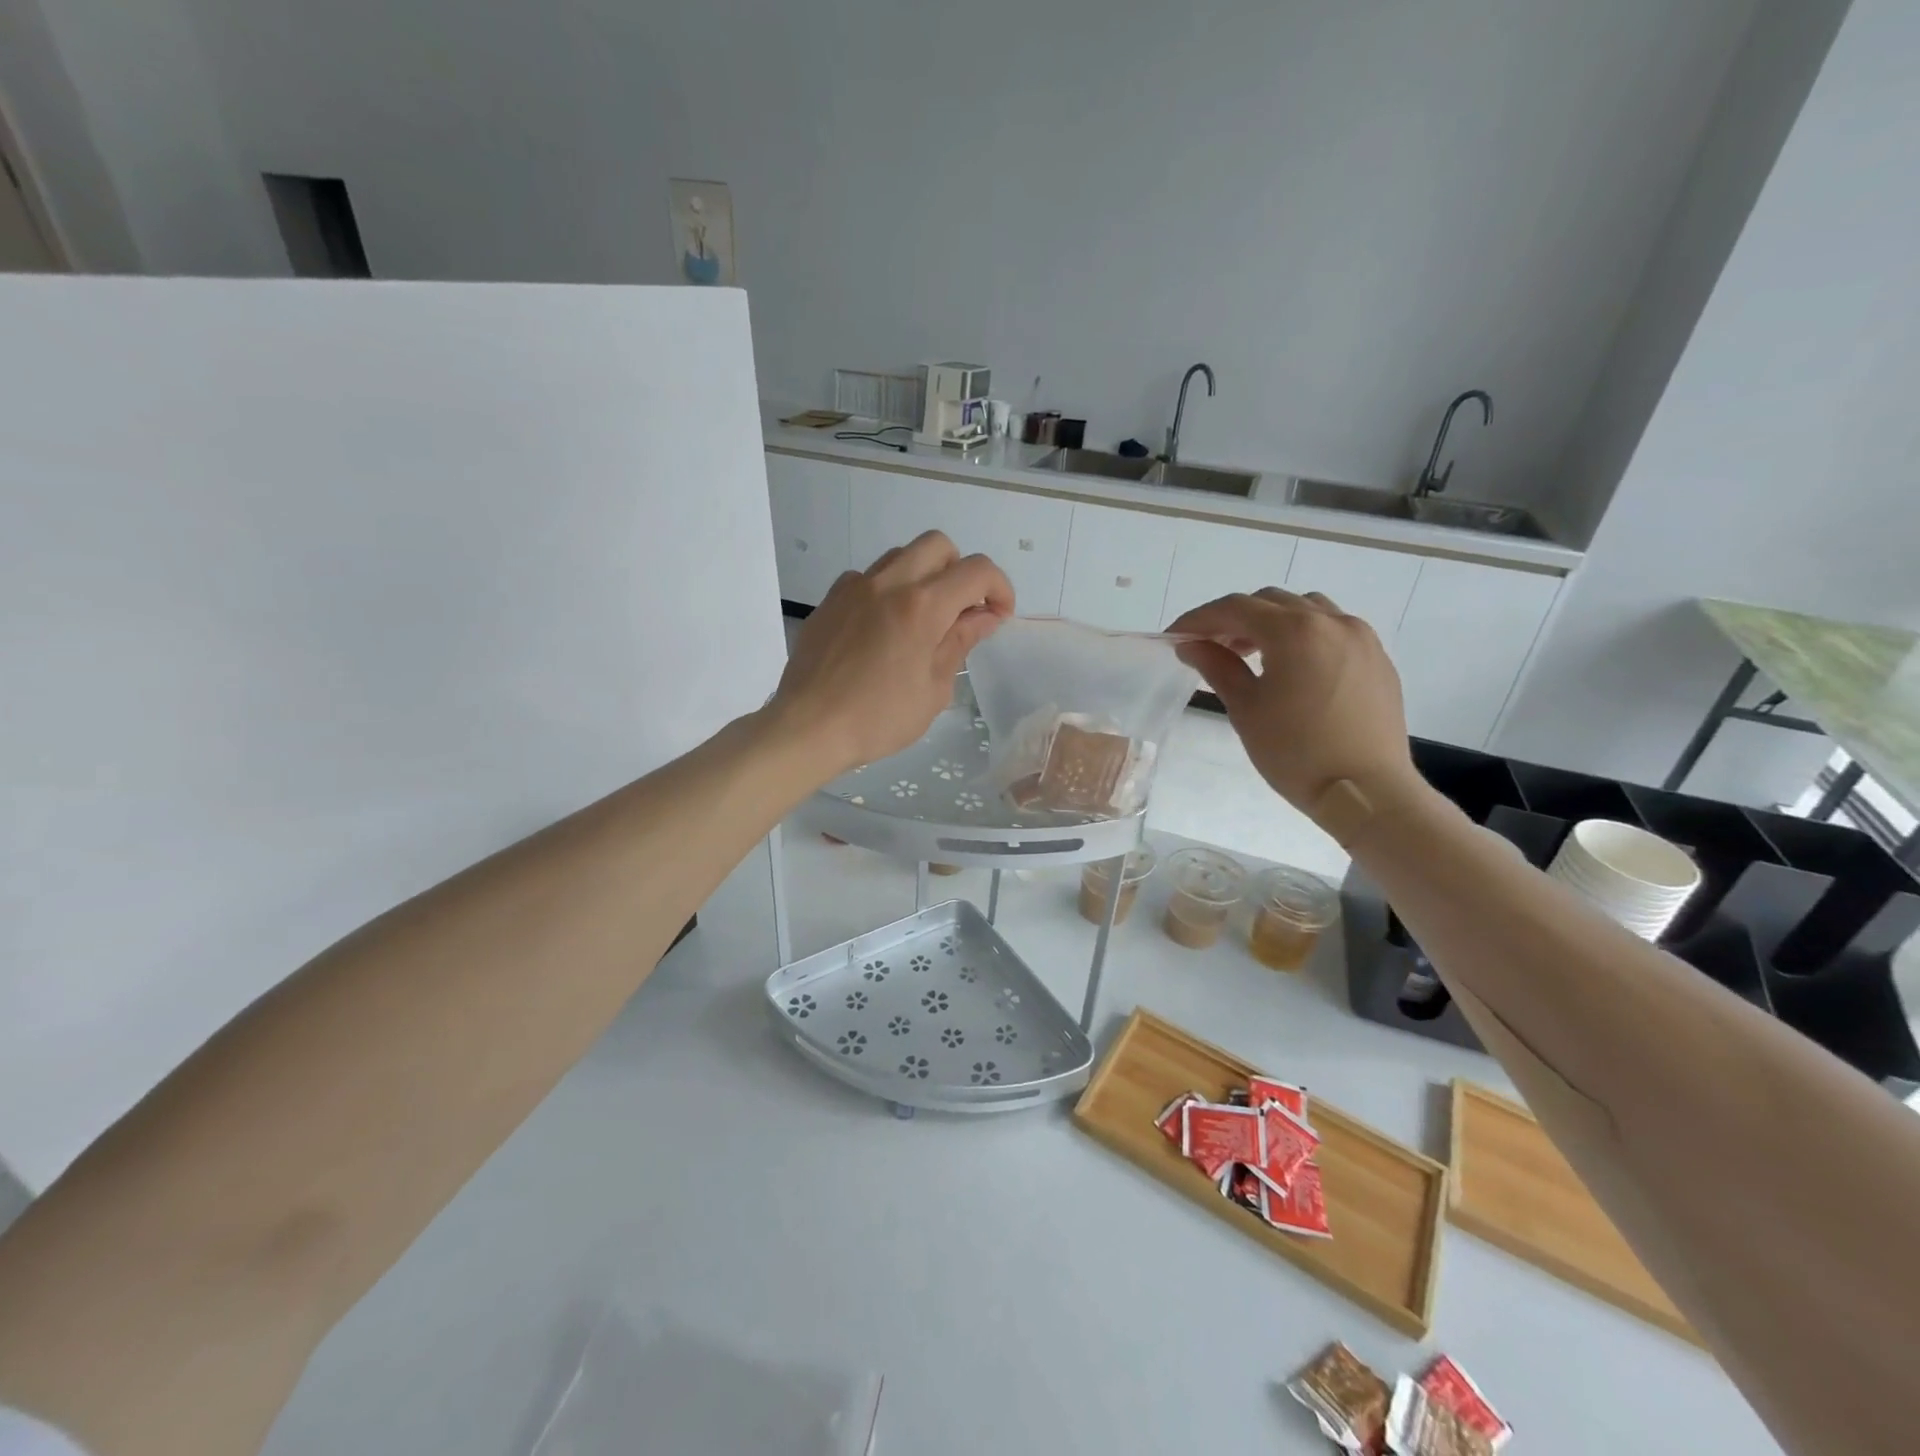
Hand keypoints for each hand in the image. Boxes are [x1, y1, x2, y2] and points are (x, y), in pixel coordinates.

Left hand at [771, 532, 1014, 777]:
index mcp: (922, 606)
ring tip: (922, 619)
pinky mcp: (830, 600)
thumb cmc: (878, 718)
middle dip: (961, 571)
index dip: (999, 588)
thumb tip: (985, 615)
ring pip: (901, 556)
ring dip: (923, 576)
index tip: (999, 616)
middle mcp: (888, 583)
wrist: (808, 727)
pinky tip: (883, 628)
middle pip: (938, 545)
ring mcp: (854, 587)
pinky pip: (868, 578)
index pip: (977, 570)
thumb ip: (960, 642)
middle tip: (962, 610)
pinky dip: (887, 591)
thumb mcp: (934, 689)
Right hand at [1167, 588, 1416, 815]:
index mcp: (1295, 631)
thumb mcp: (1246, 709)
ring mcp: (1360, 637)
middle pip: (1270, 602)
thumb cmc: (1296, 753)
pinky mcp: (1376, 658)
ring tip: (1251, 655)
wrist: (1366, 792)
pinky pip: (1332, 629)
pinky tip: (1291, 667)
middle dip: (1234, 619)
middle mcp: (1331, 621)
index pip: (1235, 608)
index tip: (1175, 638)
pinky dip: (1303, 635)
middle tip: (1210, 648)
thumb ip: (1217, 667)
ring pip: (1305, 610)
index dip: (1198, 619)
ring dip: (1271, 622)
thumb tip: (1191, 645)